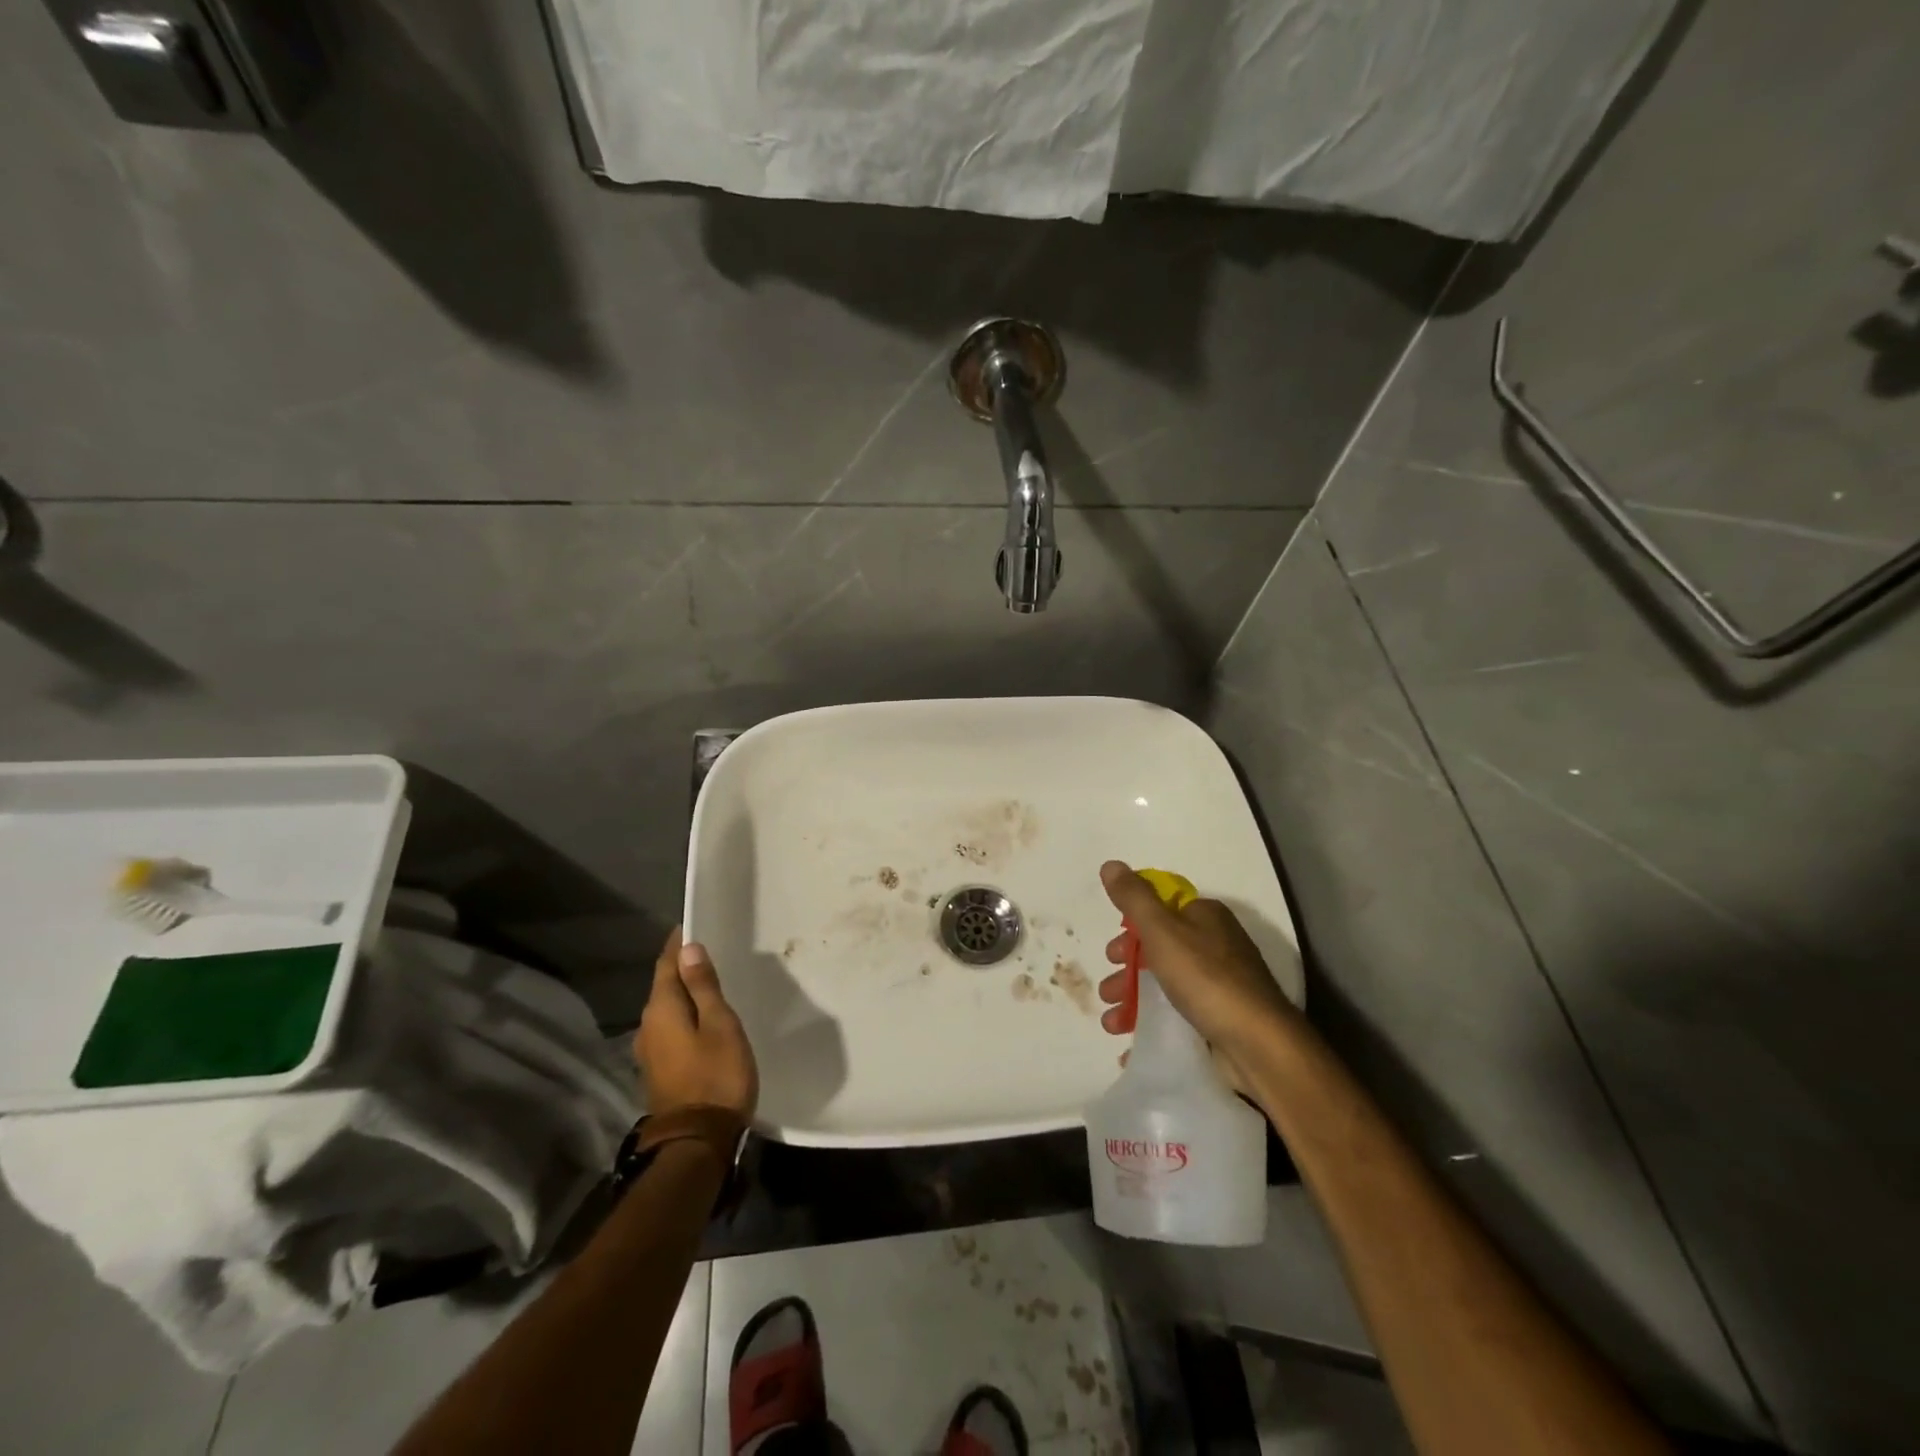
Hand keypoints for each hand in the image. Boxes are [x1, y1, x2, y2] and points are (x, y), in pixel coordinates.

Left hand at [635, 928, 758, 1118]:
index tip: (691, 925)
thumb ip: (703, 987)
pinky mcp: (659, 1070)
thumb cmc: (716, 1075)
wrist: (698, 1141)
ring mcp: (649, 1052)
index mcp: (661, 1010)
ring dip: (682, 993)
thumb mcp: (719, 1025)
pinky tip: (701, 1018)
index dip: (677, 944)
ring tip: (707, 982)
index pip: (665, 965)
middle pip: (663, 986)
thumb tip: (689, 949)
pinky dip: (683, 1015)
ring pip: (666, 1010)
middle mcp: (647, 1027)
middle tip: (706, 950)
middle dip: (680, 967)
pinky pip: (669, 1029)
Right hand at [1096, 861, 1300, 1064]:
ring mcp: (1220, 984)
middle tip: (1108, 991)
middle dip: (1128, 970)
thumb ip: (1134, 898)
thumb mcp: (1162, 930)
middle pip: (1159, 949)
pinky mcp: (1221, 1018)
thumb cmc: (1206, 978)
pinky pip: (1179, 1016)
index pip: (1160, 910)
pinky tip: (1131, 1043)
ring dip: (1133, 1001)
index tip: (1113, 953)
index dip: (1131, 929)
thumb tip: (1111, 865)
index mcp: (1206, 916)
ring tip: (1112, 1024)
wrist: (1258, 1044)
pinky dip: (1153, 1025)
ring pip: (1166, 984)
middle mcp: (1216, 944)